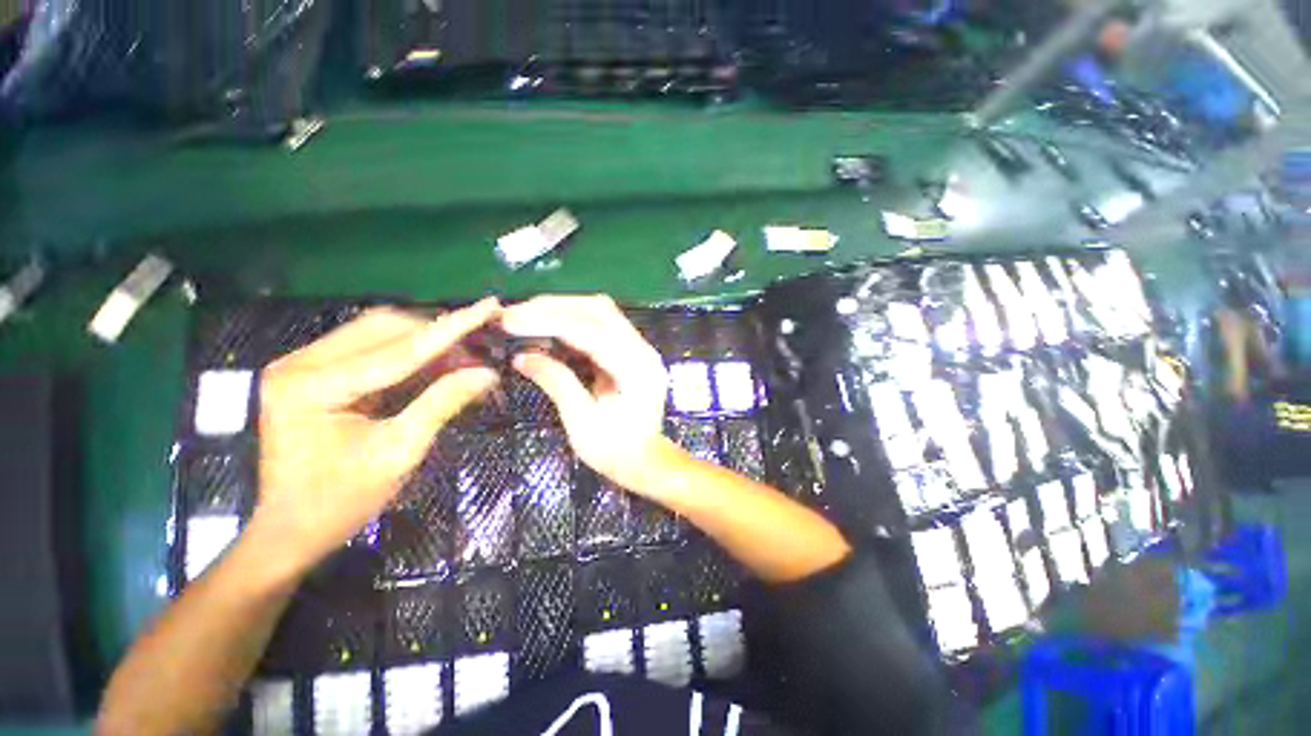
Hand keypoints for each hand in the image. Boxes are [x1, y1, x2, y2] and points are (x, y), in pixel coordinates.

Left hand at [252, 299, 501, 575]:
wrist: (288, 530)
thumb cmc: (339, 501)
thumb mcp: (398, 453)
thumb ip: (442, 404)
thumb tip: (487, 373)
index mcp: (313, 386)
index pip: (399, 348)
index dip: (452, 327)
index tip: (489, 306)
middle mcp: (301, 362)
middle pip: (386, 327)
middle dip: (440, 334)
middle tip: (482, 349)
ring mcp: (302, 364)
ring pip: (378, 331)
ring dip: (426, 340)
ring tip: (464, 356)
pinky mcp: (312, 372)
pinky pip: (370, 347)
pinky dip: (409, 352)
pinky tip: (435, 363)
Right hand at [501, 295, 671, 491]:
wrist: (645, 462)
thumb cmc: (615, 451)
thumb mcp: (582, 421)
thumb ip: (557, 382)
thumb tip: (522, 357)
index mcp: (636, 368)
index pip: (590, 332)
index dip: (548, 322)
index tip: (511, 320)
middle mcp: (643, 350)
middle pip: (598, 310)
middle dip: (554, 307)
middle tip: (515, 313)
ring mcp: (640, 348)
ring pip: (600, 313)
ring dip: (563, 310)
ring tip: (526, 316)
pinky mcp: (631, 352)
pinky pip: (601, 327)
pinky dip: (573, 323)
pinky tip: (549, 328)